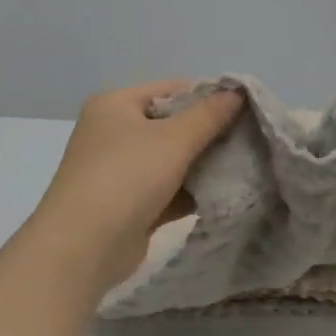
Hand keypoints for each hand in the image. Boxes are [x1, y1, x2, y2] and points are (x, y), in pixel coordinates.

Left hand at [27, 80, 244, 293]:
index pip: (170, 89)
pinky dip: (192, 191)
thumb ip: (209, 115)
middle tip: (250, 139)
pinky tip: (227, 194)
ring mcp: (120, 171)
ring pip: (171, 160)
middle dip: (210, 133)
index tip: (246, 109)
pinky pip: (168, 189)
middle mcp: (114, 133)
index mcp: (115, 105)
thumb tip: (238, 92)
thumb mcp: (173, 139)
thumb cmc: (126, 177)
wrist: (84, 246)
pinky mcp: (130, 205)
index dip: (208, 96)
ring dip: (204, 164)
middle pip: (172, 124)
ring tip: (247, 165)